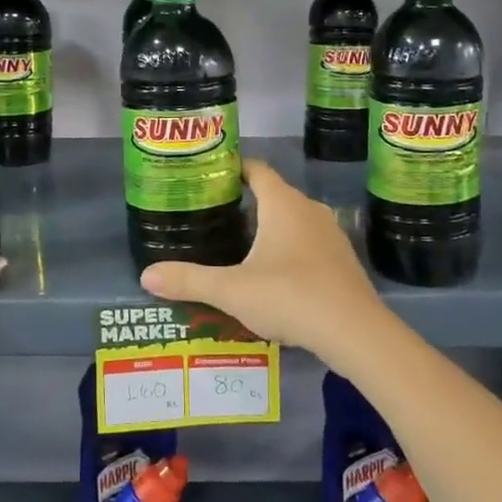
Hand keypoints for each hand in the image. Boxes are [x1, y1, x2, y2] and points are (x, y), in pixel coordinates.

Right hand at [139, 160, 390, 363]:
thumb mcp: (232, 290)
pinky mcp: (342, 261)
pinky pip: (308, 244)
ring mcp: (331, 235)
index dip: (233, 168)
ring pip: (292, 221)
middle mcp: (309, 209)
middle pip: (273, 195)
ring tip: (237, 247)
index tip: (208, 177)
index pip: (256, 169)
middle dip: (245, 204)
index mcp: (283, 203)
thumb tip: (145, 275)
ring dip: (268, 229)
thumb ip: (189, 280)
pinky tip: (272, 276)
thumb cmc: (291, 296)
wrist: (356, 333)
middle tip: (213, 217)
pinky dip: (288, 250)